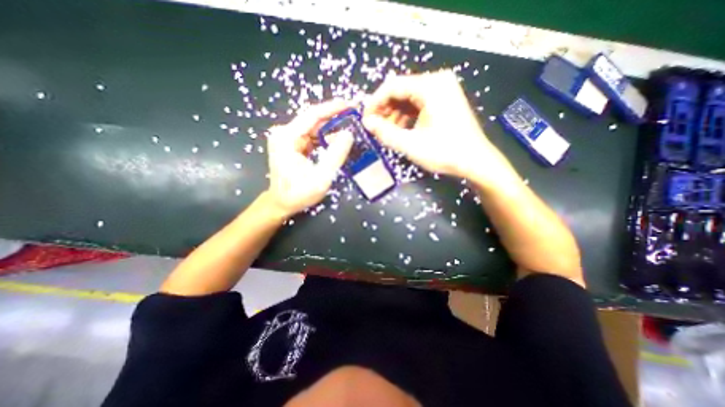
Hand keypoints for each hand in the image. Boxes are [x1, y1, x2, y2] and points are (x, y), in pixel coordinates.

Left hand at [266, 99, 355, 217]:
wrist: (281, 203)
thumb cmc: (298, 194)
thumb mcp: (321, 178)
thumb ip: (335, 155)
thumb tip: (349, 134)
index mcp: (287, 137)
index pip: (312, 115)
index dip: (332, 108)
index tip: (350, 104)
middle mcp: (284, 133)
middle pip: (313, 120)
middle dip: (334, 117)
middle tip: (355, 116)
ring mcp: (287, 139)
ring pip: (314, 128)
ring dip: (331, 128)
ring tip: (351, 127)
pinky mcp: (292, 145)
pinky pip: (312, 137)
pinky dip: (325, 138)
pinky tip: (338, 140)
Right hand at [363, 71, 513, 185]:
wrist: (475, 161)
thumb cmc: (445, 152)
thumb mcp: (411, 144)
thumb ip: (386, 133)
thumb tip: (367, 123)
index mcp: (430, 86)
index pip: (392, 86)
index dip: (375, 103)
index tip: (365, 119)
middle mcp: (437, 81)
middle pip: (400, 91)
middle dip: (385, 110)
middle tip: (375, 129)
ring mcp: (442, 90)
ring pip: (408, 98)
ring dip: (394, 115)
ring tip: (387, 133)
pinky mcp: (444, 100)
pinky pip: (418, 104)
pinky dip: (406, 116)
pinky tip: (401, 130)